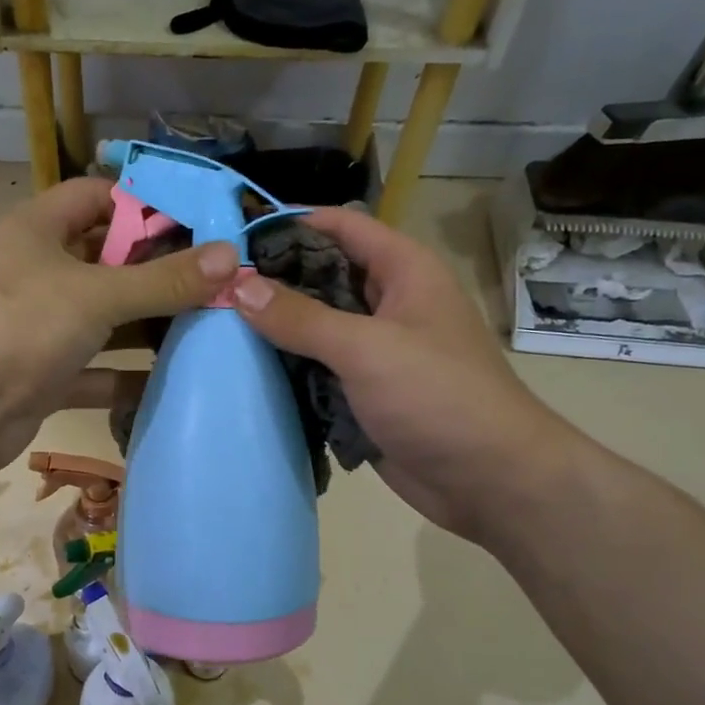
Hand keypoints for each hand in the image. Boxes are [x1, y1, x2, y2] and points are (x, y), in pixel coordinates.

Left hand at [0, 179, 236, 481]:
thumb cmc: (20, 326)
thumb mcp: (96, 295)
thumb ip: (163, 280)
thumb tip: (230, 256)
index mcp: (38, 229)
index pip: (96, 196)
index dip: (144, 202)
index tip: (199, 221)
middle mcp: (38, 272)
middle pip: (107, 259)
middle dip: (157, 270)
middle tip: (217, 279)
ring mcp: (40, 327)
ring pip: (104, 318)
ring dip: (148, 325)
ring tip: (210, 326)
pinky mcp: (45, 375)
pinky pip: (96, 369)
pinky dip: (128, 376)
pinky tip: (175, 380)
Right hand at [231, 207, 573, 539]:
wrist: (490, 480)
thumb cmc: (438, 397)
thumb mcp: (366, 348)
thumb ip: (300, 317)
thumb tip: (238, 285)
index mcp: (404, 271)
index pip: (340, 227)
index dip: (290, 224)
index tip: (234, 238)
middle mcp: (389, 302)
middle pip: (323, 274)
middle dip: (274, 279)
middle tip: (214, 288)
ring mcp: (377, 349)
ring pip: (317, 324)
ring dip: (277, 327)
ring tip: (217, 325)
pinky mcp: (365, 390)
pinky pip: (319, 367)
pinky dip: (288, 367)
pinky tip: (246, 370)